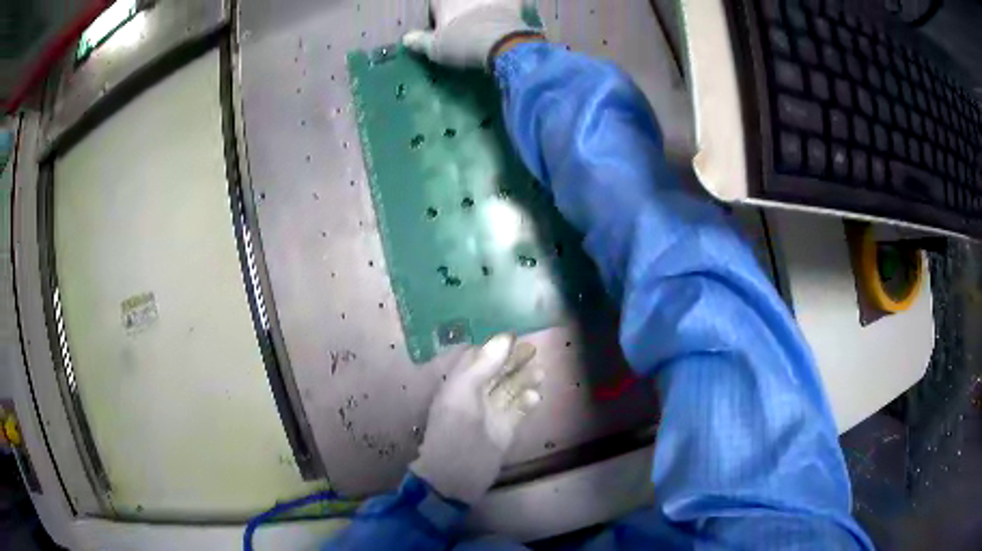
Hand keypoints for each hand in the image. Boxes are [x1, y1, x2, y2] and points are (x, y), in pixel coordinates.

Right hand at [403, 0, 542, 69]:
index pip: (436, 4)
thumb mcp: (435, 48)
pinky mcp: (512, 1)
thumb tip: (407, 39)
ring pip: (484, 2)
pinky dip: (511, 5)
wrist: (501, 40)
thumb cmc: (463, 42)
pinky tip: (511, 10)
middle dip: (462, 8)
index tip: (442, 22)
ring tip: (484, 18)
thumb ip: (420, 41)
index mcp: (443, 0)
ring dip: (484, 6)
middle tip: (464, 21)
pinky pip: (513, 2)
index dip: (439, 12)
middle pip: (460, 2)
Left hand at [411, 334, 542, 504]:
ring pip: (510, 390)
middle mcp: (475, 396)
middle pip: (497, 372)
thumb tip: (505, 337)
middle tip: (534, 350)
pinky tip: (535, 398)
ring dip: (524, 380)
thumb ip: (483, 365)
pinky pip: (518, 411)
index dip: (495, 348)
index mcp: (458, 385)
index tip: (514, 337)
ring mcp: (491, 414)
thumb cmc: (454, 430)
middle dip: (513, 361)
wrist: (456, 475)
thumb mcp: (463, 393)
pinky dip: (527, 403)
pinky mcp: (504, 430)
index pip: (478, 359)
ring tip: (540, 373)